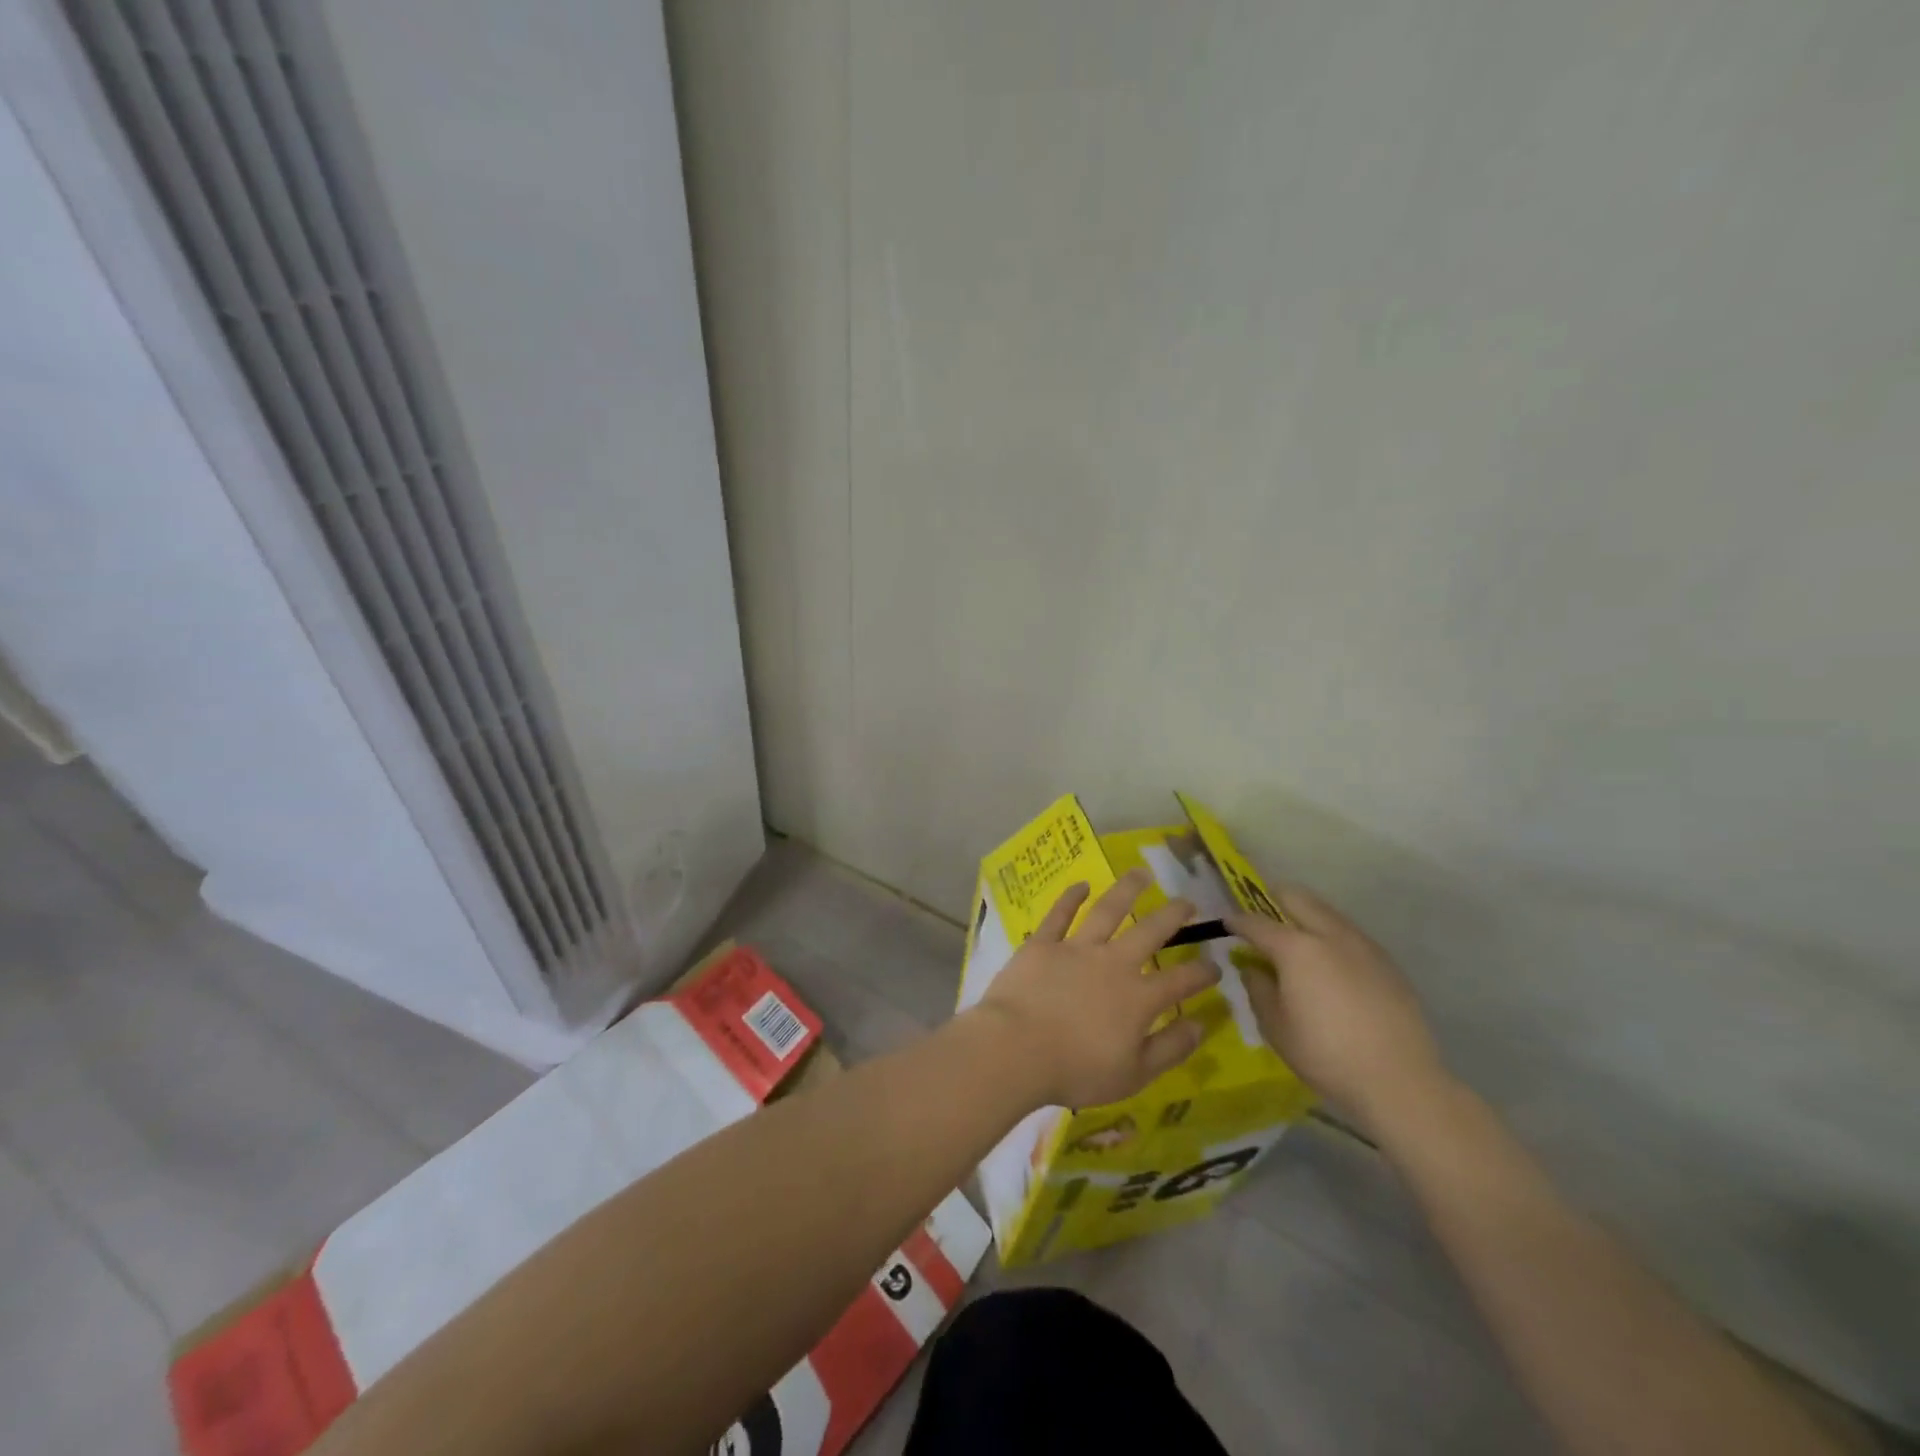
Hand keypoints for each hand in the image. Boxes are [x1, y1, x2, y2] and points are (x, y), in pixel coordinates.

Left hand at [976, 869, 1220, 1107]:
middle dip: (1173, 915)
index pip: (1180, 981)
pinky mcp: (1042, 944)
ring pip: (1107, 911)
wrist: (1016, 1048)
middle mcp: (1112, 964)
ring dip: (1127, 889)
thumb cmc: (1076, 1070)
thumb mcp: (1134, 1075)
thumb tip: (1201, 1025)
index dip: (1202, 972)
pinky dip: (1071, 897)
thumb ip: (1170, 1048)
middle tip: (1188, 901)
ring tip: (1141, 873)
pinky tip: (1082, 884)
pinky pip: (1059, 914)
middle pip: (1149, 932)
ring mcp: (1076, 948)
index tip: (1215, 964)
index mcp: (1138, 998)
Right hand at [1227, 888, 1449, 1142]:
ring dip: (1304, 916)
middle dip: (1272, 900)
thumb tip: (1252, 967)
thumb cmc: (1326, 1054)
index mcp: (1296, 948)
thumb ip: (1258, 988)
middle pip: (1296, 897)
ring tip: (1295, 942)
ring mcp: (1362, 945)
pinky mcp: (1386, 962)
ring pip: (1326, 912)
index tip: (1225, 923)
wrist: (1400, 1081)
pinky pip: (1349, 934)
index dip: (1236, 920)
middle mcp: (1329, 934)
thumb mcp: (1275, 1026)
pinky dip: (1330, 936)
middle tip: (1260, 921)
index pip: (1256, 922)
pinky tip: (1329, 965)